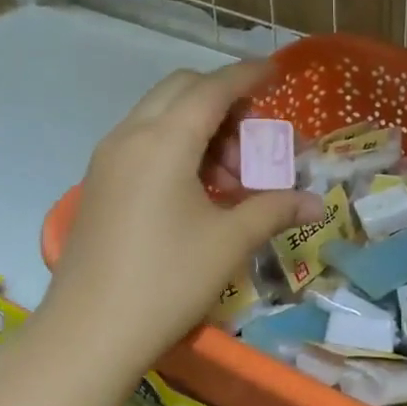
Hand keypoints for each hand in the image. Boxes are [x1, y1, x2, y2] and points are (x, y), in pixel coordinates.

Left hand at [43, 62, 321, 367]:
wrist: (89, 333)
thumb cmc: (167, 281)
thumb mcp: (229, 242)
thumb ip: (274, 209)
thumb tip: (317, 202)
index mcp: (163, 141)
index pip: (213, 88)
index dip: (249, 75)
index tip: (278, 71)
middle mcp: (130, 136)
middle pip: (182, 91)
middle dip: (225, 102)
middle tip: (256, 140)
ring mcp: (108, 159)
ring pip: (160, 116)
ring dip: (201, 128)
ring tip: (232, 178)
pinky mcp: (100, 184)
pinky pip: (144, 142)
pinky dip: (178, 147)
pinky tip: (200, 191)